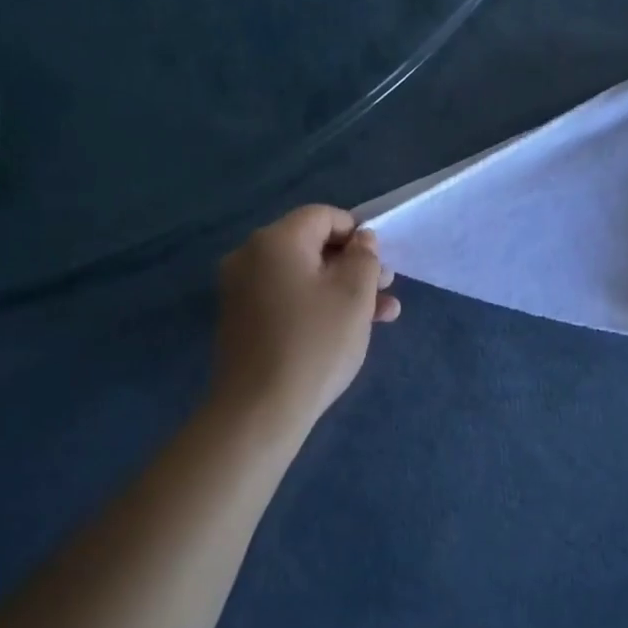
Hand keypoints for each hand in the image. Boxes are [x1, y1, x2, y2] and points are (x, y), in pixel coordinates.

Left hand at [211, 205, 399, 428]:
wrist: (259, 410)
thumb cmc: (315, 343)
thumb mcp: (354, 295)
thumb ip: (364, 258)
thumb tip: (361, 240)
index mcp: (275, 240)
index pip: (323, 216)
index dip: (357, 233)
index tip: (381, 262)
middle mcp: (249, 256)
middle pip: (311, 246)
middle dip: (353, 265)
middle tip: (387, 288)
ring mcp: (240, 289)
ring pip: (301, 276)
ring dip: (341, 289)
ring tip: (382, 316)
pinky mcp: (240, 320)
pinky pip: (284, 297)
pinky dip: (315, 305)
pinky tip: (346, 329)